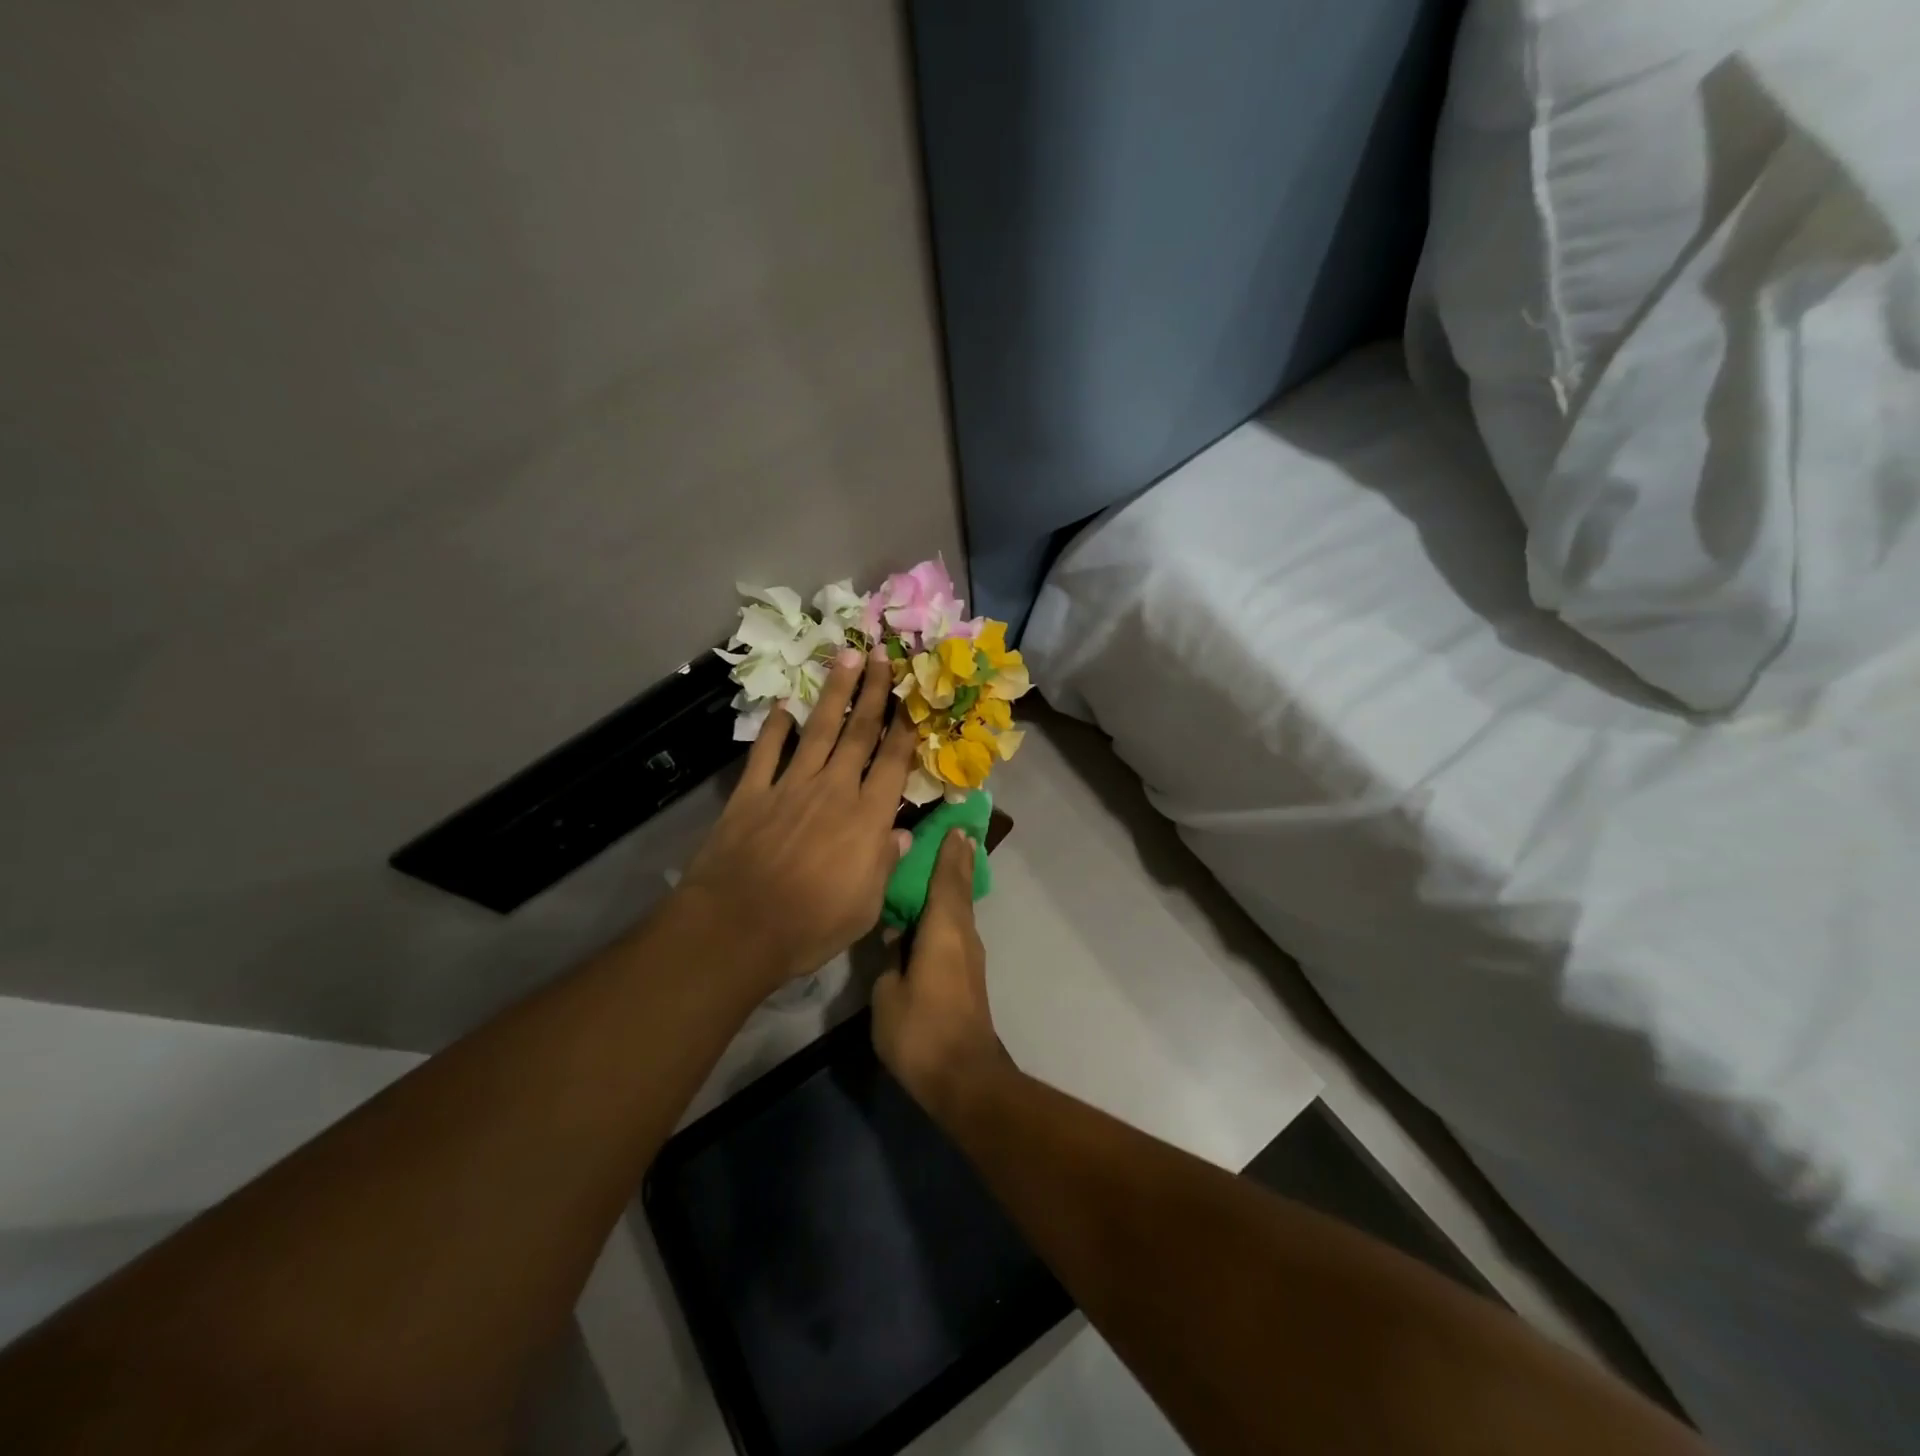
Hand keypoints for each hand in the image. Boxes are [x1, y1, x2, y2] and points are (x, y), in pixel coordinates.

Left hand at [678, 646, 917, 988]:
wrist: (737, 929)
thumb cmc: (811, 925)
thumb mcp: (865, 906)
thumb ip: (886, 863)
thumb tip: (904, 834)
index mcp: (867, 817)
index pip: (893, 761)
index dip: (906, 724)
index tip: (913, 692)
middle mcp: (833, 790)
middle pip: (858, 733)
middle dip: (873, 692)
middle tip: (881, 654)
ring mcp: (789, 787)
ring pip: (818, 731)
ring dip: (834, 694)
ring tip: (845, 658)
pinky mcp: (751, 794)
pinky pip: (766, 752)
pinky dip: (774, 727)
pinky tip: (783, 705)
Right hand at [872, 829, 1010, 1114]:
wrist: (963, 1077)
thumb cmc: (921, 1030)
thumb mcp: (888, 993)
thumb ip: (889, 958)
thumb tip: (894, 936)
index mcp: (944, 929)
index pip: (947, 878)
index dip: (949, 851)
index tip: (953, 825)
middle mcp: (962, 934)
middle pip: (959, 888)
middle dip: (956, 860)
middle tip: (952, 832)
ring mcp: (968, 955)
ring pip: (959, 908)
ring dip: (952, 883)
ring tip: (938, 862)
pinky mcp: (967, 974)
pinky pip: (956, 928)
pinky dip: (947, 909)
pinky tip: (931, 911)